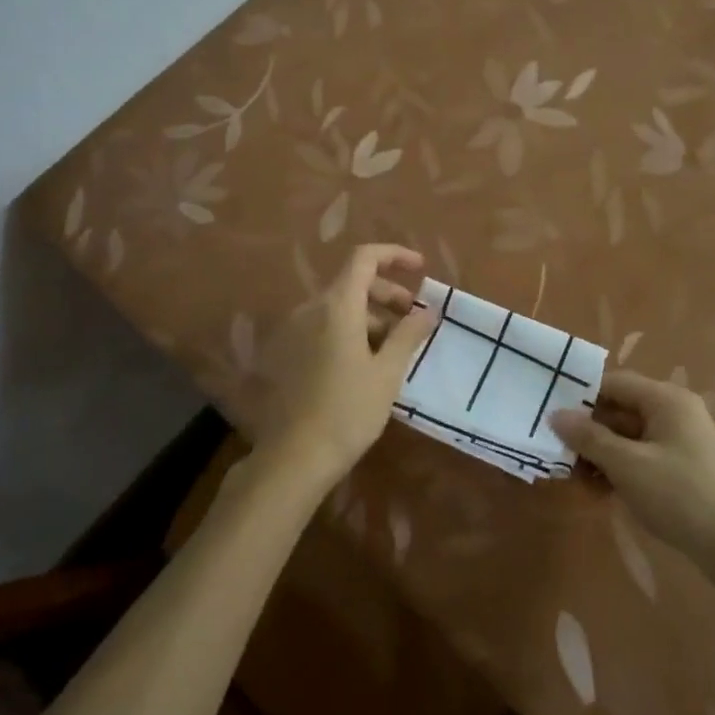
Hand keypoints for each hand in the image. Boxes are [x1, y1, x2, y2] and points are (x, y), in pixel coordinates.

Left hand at [250, 245, 435, 488]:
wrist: (294, 458)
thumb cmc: (348, 411)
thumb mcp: (387, 372)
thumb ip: (408, 334)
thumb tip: (428, 310)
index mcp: (336, 306)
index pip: (365, 258)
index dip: (394, 255)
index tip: (420, 269)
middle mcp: (310, 309)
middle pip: (352, 283)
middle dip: (387, 293)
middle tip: (413, 319)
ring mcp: (294, 331)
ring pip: (338, 307)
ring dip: (370, 316)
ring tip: (393, 348)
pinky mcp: (286, 353)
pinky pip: (322, 327)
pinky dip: (348, 331)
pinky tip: (364, 363)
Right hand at [550, 371, 714, 575]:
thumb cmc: (681, 496)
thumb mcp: (628, 465)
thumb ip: (589, 438)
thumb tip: (556, 414)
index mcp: (666, 400)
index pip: (614, 383)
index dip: (581, 396)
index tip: (551, 416)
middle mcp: (675, 413)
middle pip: (620, 411)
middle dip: (588, 432)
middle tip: (557, 454)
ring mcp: (681, 443)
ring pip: (628, 438)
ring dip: (601, 455)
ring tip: (573, 479)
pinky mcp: (683, 470)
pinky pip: (642, 459)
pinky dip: (620, 470)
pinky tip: (599, 493)